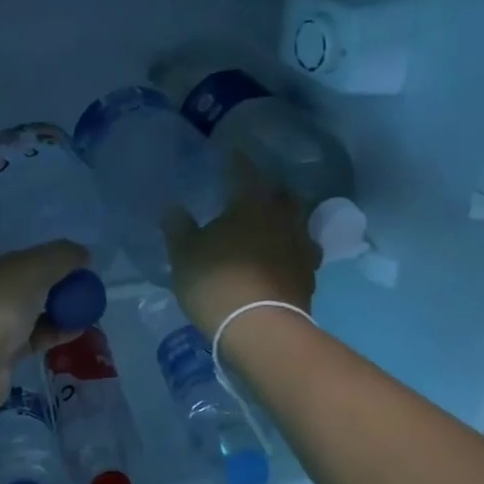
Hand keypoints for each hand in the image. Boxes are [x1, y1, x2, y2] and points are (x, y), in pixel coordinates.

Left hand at [0, 202, 88, 408]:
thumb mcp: (33, 268)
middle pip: (6, 270)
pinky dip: (52, 329)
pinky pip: (30, 334)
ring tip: (83, 295)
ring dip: (51, 302)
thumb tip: (82, 255)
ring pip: (22, 305)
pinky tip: (79, 325)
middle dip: (35, 266)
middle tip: (66, 259)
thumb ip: (62, 256)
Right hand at [163, 158, 319, 337]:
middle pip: (284, 197)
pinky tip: (281, 263)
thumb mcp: (184, 255)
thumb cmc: (216, 282)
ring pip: (300, 226)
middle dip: (272, 193)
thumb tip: (174, 209)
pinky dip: (291, 255)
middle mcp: (283, 221)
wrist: (260, 329)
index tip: (233, 154)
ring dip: (288, 224)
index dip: (238, 163)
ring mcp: (301, 250)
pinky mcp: (309, 280)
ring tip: (274, 230)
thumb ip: (179, 229)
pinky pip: (302, 257)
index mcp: (251, 206)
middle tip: (257, 196)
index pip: (246, 174)